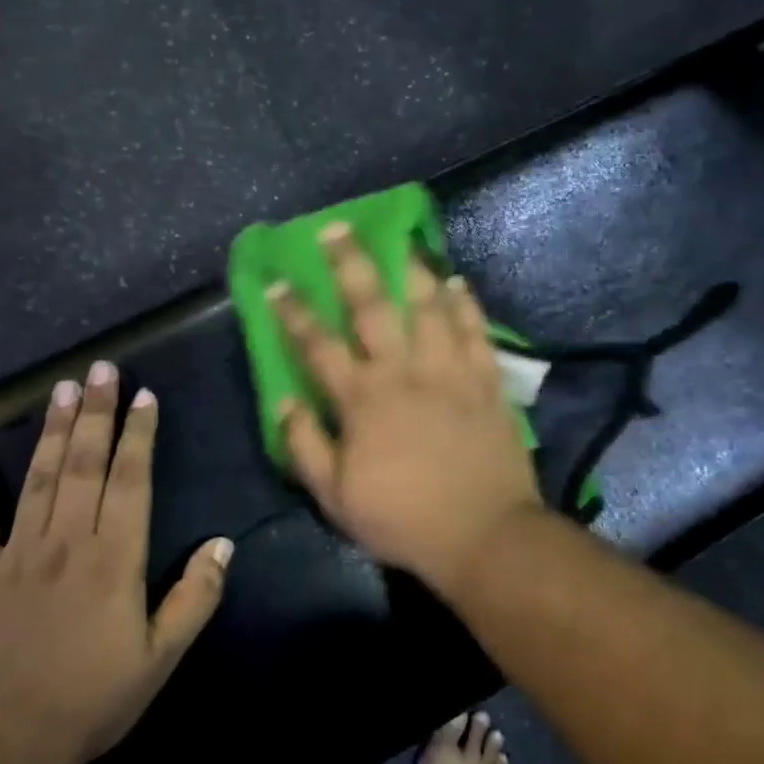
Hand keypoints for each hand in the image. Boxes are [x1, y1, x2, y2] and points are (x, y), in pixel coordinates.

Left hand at [0, 363, 231, 763]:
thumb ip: (195, 597)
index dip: (139, 435)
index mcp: (115, 557)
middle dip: (95, 412)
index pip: (131, 479)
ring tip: (61, 388)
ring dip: (50, 429)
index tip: (143, 396)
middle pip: (84, 463)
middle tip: (100, 368)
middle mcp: (67, 540)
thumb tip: (223, 543)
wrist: (6, 748)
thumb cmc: (94, 701)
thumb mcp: (163, 657)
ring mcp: (15, 553)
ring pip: (38, 477)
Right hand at [269, 223, 545, 589]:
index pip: (318, 345)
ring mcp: (449, 371)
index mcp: (362, 399)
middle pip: (372, 307)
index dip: (293, 312)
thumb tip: (282, 401)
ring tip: (402, 241)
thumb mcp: (336, 497)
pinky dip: (465, 303)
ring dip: (412, 270)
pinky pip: (476, 330)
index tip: (277, 282)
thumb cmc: (402, 519)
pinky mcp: (487, 380)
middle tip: (336, 229)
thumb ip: (305, 445)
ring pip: (428, 306)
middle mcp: (403, 371)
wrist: (483, 534)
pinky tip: (457, 282)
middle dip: (350, 264)